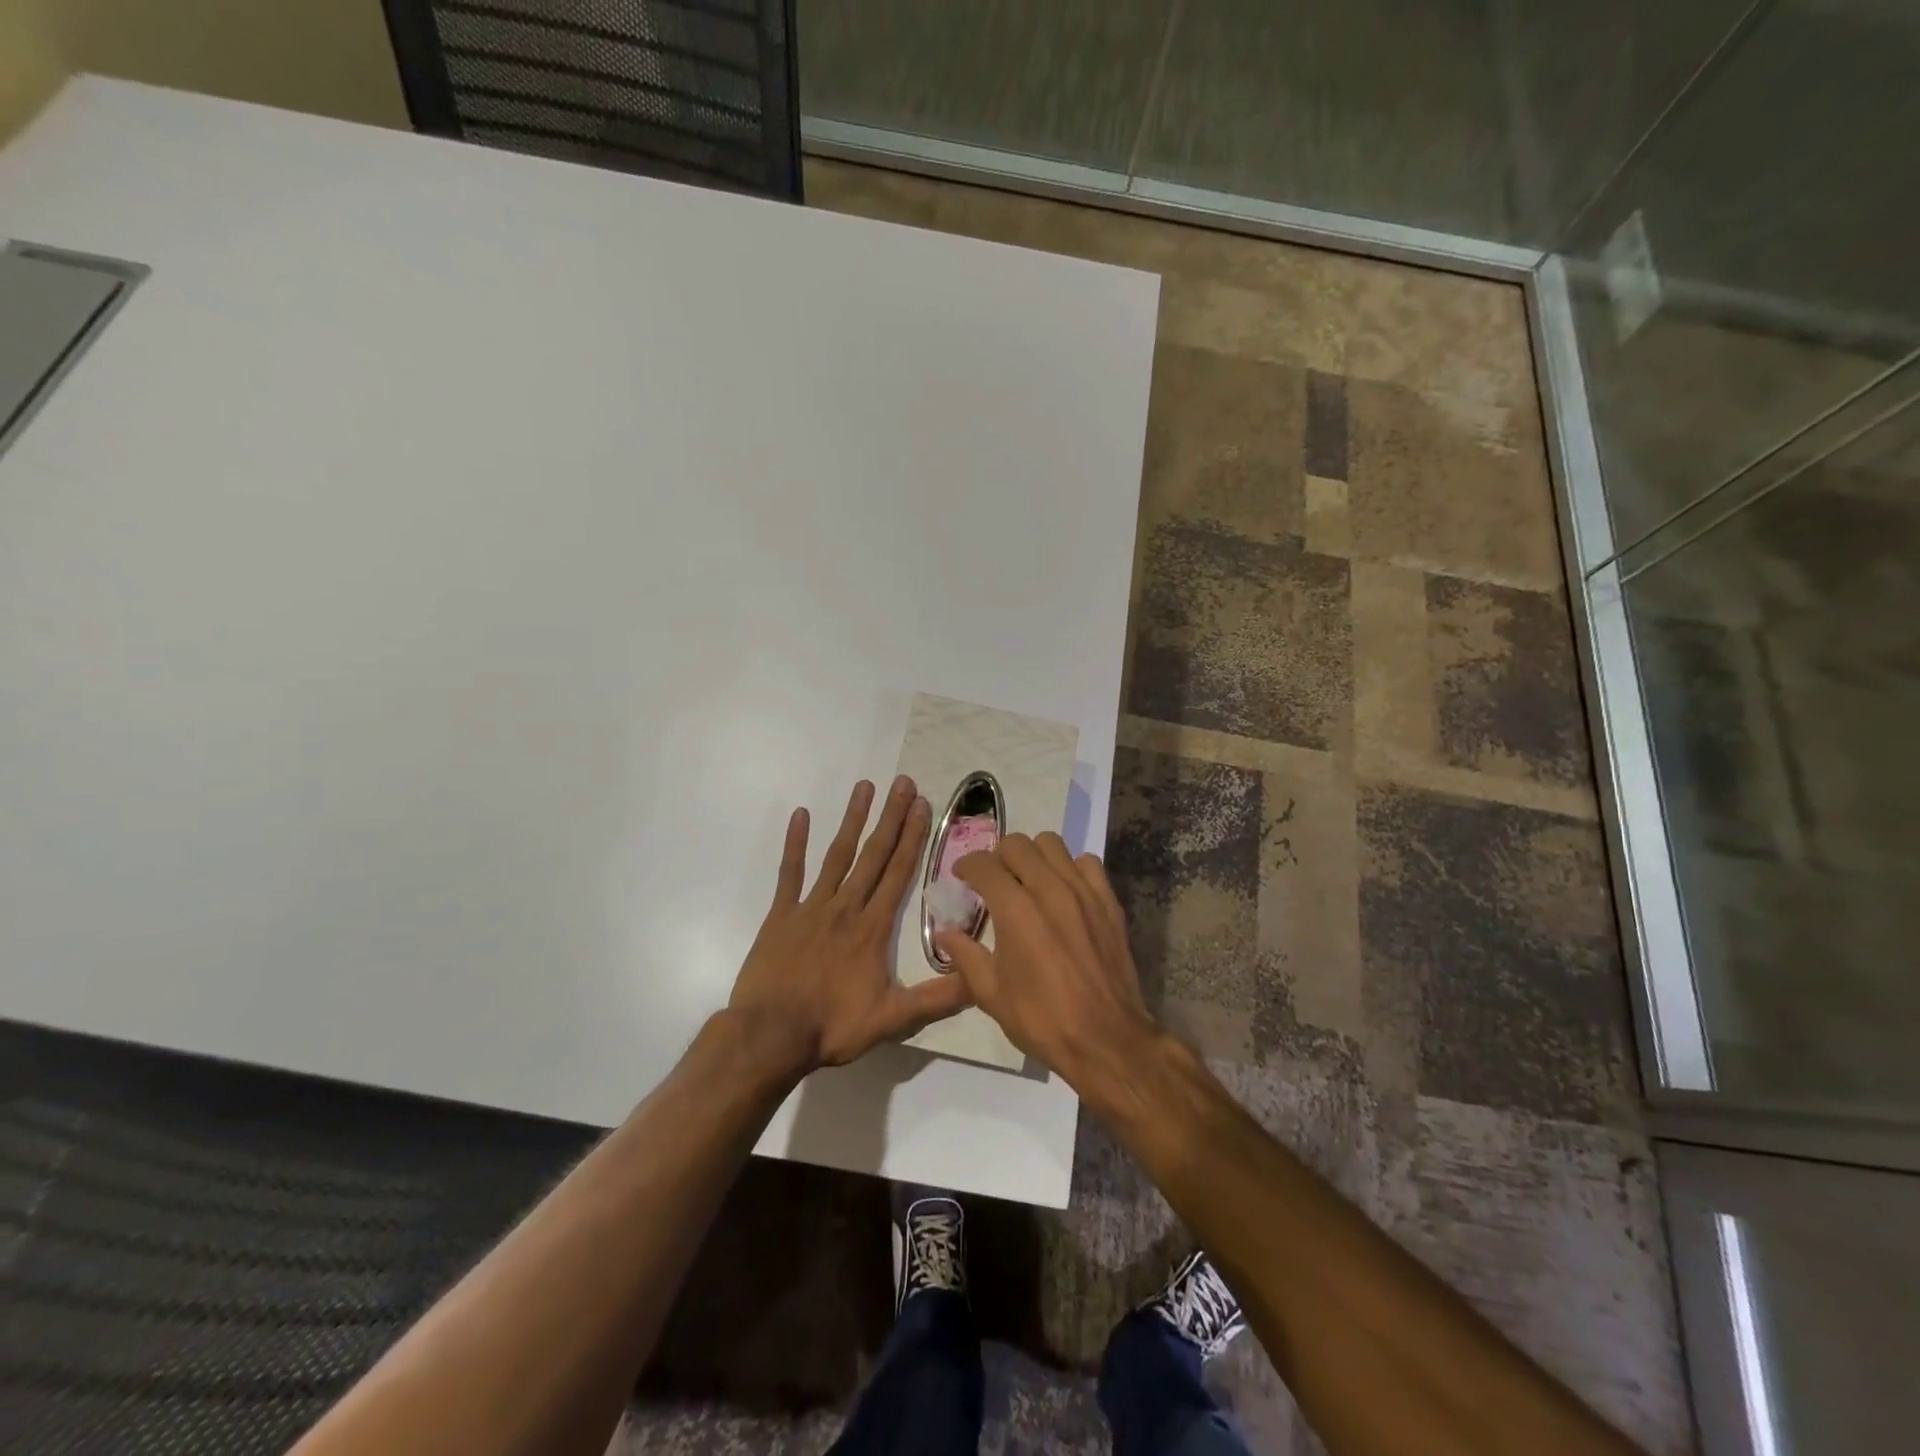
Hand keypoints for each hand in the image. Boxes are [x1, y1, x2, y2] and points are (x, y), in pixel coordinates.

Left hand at [729, 776, 972, 1070]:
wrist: (770, 1036)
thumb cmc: (832, 1027)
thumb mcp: (892, 1020)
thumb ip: (936, 999)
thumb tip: (980, 980)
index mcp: (872, 928)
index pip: (898, 873)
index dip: (913, 837)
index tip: (922, 805)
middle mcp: (846, 907)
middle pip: (873, 854)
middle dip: (891, 817)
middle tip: (903, 782)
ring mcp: (811, 907)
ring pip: (837, 854)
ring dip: (852, 819)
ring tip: (864, 786)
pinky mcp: (781, 915)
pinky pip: (790, 872)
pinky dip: (795, 843)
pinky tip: (800, 815)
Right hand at [935, 832, 1161, 1092]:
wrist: (1105, 1039)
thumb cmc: (1042, 1019)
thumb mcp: (991, 994)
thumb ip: (965, 955)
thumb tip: (944, 933)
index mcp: (1015, 910)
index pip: (984, 865)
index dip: (966, 865)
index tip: (961, 876)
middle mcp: (1049, 889)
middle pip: (1017, 844)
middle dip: (998, 856)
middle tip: (993, 880)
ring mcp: (1083, 892)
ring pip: (1052, 845)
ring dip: (1033, 856)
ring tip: (1028, 879)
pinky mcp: (1108, 901)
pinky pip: (1087, 863)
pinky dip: (1071, 868)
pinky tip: (1064, 891)